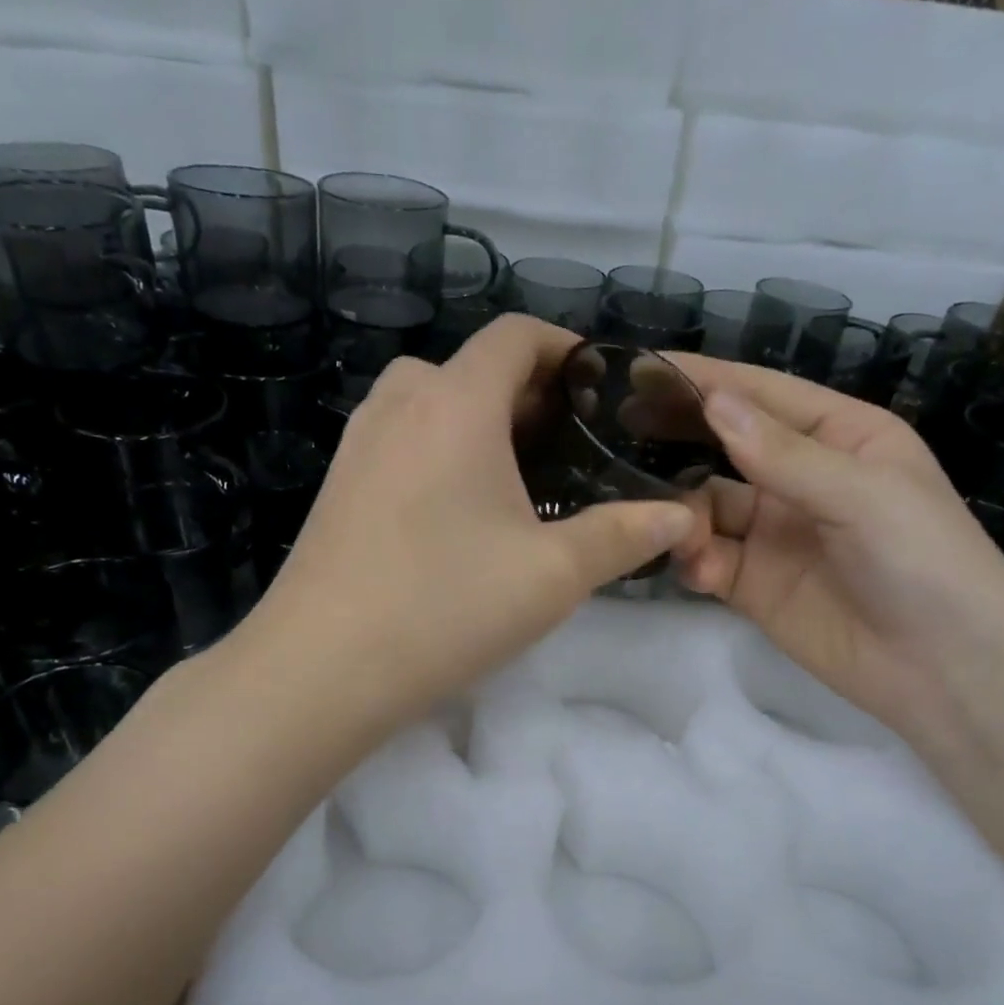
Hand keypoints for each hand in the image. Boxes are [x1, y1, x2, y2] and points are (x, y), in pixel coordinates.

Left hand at [244, 316, 698, 727]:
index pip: (516, 335)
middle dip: (529, 395)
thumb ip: (624, 536)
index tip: (603, 392)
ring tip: (520, 479)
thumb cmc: (446, 607)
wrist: (321, 669)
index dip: (566, 349)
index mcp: (455, 401)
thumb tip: (682, 517)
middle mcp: (400, 403)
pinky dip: (440, 450)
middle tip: (572, 448)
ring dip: (481, 423)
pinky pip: (401, 440)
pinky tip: (460, 514)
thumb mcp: (553, 575)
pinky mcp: (337, 484)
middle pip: (473, 367)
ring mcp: (359, 442)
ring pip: (432, 403)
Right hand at [669, 356, 1003, 741]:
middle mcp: (800, 478)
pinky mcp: (752, 584)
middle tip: (619, 431)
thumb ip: (782, 453)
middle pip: (724, 446)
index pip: (762, 394)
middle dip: (678, 439)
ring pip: (705, 505)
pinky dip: (693, 559)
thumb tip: (713, 400)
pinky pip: (707, 557)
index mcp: (840, 436)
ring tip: (666, 523)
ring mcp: (772, 533)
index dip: (705, 380)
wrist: (944, 673)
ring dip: (682, 512)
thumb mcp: (863, 495)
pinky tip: (697, 569)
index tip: (641, 368)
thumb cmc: (924, 562)